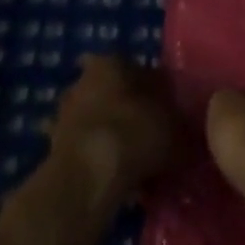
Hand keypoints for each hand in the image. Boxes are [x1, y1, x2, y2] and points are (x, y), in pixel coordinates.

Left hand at [50, 55, 186, 198]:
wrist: (88, 176)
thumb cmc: (134, 134)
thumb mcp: (174, 127)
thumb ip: (182, 124)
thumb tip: (191, 128)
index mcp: (112, 62)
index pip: (139, 69)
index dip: (157, 92)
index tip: (169, 114)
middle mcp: (84, 80)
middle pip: (113, 93)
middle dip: (128, 112)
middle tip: (151, 138)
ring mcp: (64, 113)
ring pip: (96, 121)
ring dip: (110, 137)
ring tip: (134, 165)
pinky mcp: (53, 146)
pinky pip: (84, 150)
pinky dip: (97, 161)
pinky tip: (115, 181)